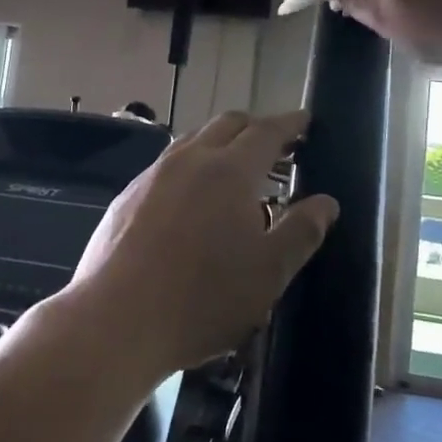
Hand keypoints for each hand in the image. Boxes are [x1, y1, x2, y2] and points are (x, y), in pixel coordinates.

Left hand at [68, 110, 338, 374]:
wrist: (115, 321)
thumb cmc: (202, 298)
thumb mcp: (268, 273)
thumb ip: (301, 232)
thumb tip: (326, 202)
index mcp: (229, 171)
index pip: (266, 131)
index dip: (290, 124)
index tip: (306, 120)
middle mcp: (189, 160)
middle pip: (227, 125)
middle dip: (256, 128)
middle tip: (277, 148)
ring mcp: (153, 175)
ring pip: (193, 141)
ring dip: (220, 145)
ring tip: (236, 173)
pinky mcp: (127, 196)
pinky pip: (168, 166)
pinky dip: (192, 167)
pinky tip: (192, 201)